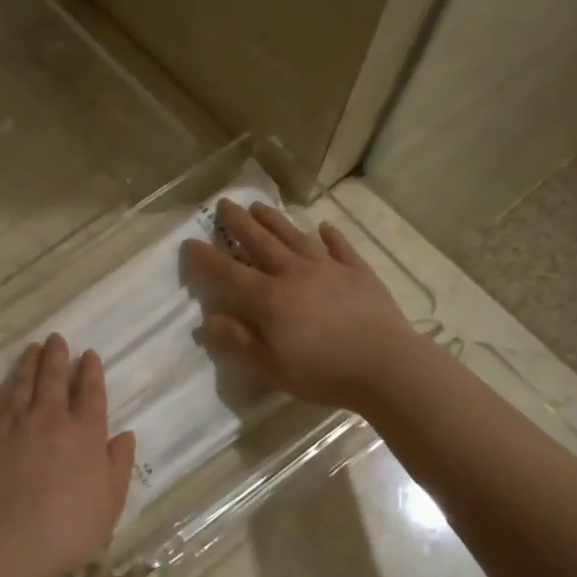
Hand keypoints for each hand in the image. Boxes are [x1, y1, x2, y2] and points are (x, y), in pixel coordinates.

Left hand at [0, 335, 137, 576]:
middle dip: (57, 356)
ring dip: (27, 362)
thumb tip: (125, 435)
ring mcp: (14, 423)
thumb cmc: (71, 528)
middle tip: (56, 339)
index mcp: (86, 433)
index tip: (89, 355)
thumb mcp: (110, 503)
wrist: (14, 539)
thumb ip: (118, 466)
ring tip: (32, 348)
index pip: (91, 393)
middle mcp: (51, 418)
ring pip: (22, 383)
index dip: (91, 372)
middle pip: (54, 378)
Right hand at [182, 200, 415, 410]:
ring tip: (259, 206)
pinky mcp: (358, 272)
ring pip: (295, 237)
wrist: (387, 367)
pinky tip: (324, 227)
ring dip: (275, 220)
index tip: (189, 243)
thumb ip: (239, 341)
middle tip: (224, 204)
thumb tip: (207, 320)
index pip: (228, 273)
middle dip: (239, 222)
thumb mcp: (272, 366)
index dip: (206, 259)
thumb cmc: (323, 372)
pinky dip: (331, 236)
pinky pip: (341, 248)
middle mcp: (294, 274)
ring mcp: (328, 269)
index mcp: (269, 299)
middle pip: (261, 242)